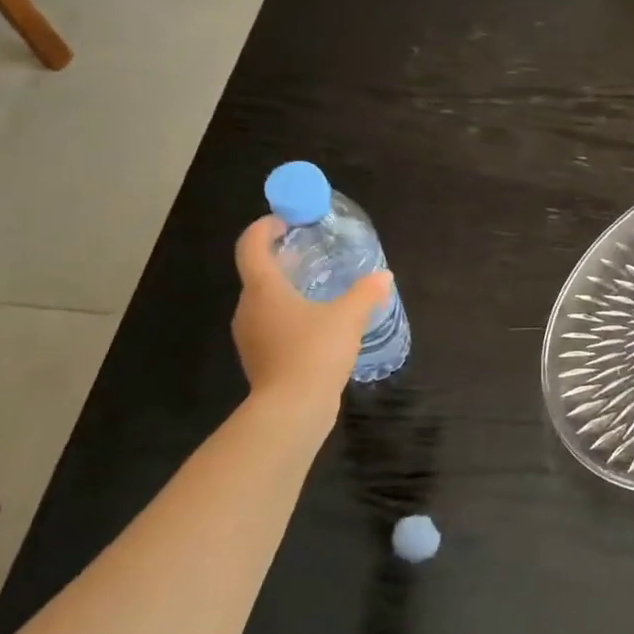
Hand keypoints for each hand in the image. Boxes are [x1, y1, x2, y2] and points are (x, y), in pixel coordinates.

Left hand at [231, 218, 393, 402]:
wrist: (292, 410)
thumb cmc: (314, 352)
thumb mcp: (348, 318)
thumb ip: (366, 293)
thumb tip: (384, 276)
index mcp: (263, 289)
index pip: (250, 246)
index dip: (264, 228)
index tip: (285, 222)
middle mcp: (249, 308)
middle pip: (257, 274)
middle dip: (280, 260)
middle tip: (310, 255)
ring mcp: (250, 337)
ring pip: (263, 303)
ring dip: (285, 292)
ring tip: (318, 292)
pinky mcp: (259, 360)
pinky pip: (271, 328)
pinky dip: (288, 318)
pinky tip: (316, 328)